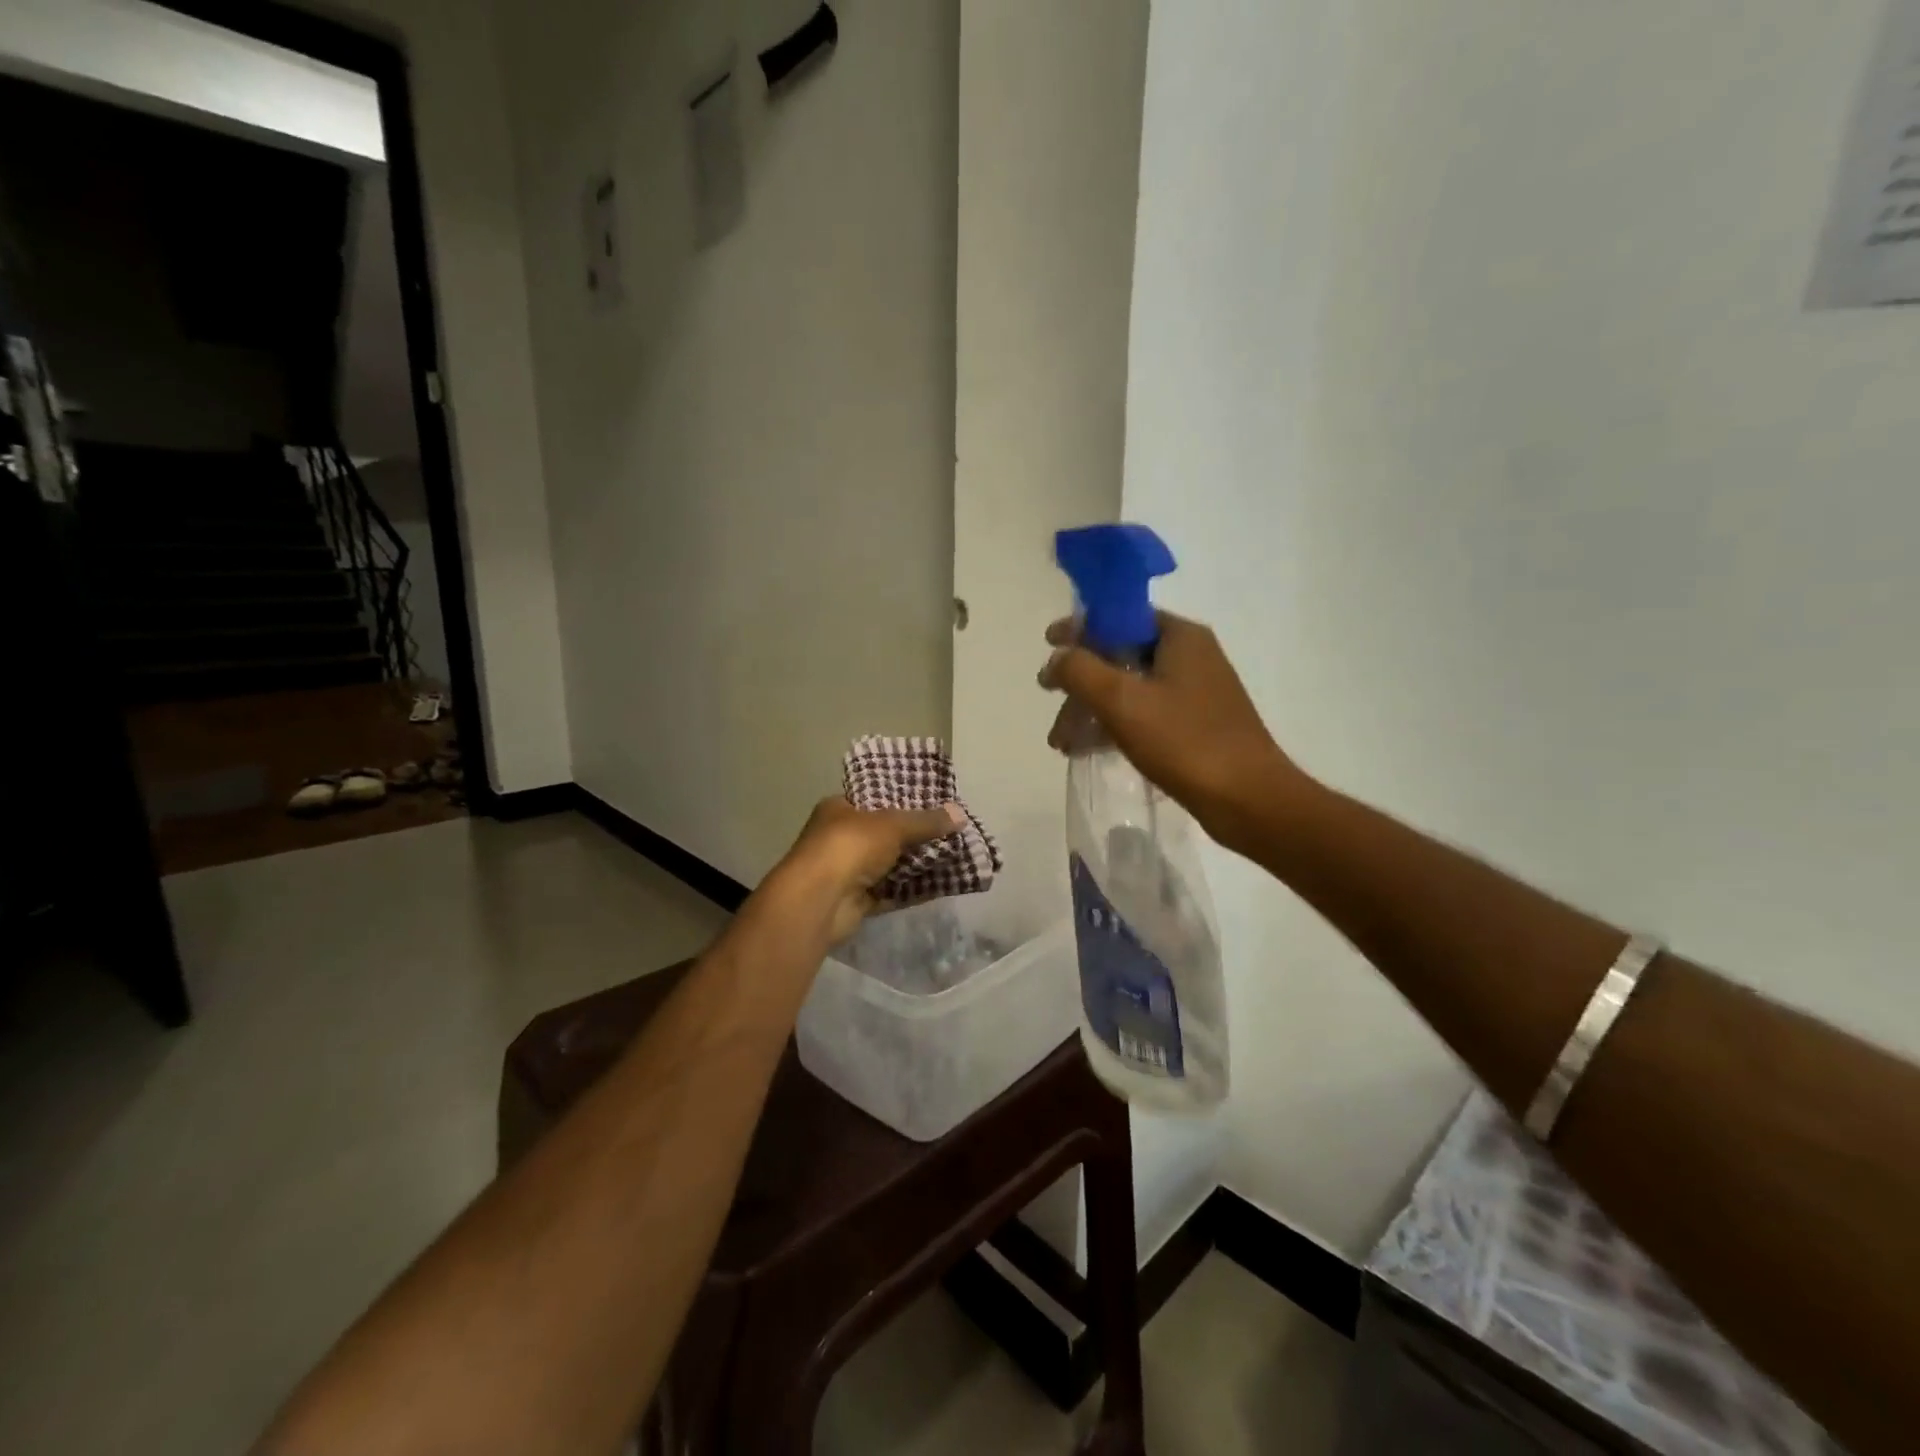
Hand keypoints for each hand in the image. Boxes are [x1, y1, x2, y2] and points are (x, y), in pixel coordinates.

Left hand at [766, 796, 964, 945]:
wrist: (819, 901)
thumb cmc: (849, 846)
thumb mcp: (892, 825)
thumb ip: (926, 821)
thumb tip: (961, 814)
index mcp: (840, 808)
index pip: (874, 797)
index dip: (904, 798)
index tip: (935, 801)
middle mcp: (841, 837)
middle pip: (886, 833)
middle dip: (917, 834)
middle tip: (951, 830)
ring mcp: (848, 871)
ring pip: (891, 863)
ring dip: (918, 862)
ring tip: (955, 855)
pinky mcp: (857, 901)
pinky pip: (892, 892)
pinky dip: (914, 889)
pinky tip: (943, 883)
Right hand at [1039, 613, 1306, 853]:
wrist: (1248, 800)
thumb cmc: (1184, 741)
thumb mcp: (1121, 700)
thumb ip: (1080, 670)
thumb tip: (1057, 658)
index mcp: (1179, 636)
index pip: (1120, 615)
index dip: (1080, 629)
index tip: (1047, 646)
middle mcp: (1190, 655)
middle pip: (1120, 654)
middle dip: (1080, 682)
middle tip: (1051, 707)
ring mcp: (1195, 691)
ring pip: (1129, 688)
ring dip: (1092, 710)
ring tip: (1062, 744)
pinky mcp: (1195, 724)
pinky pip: (1144, 714)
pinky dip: (1115, 726)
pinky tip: (1088, 751)